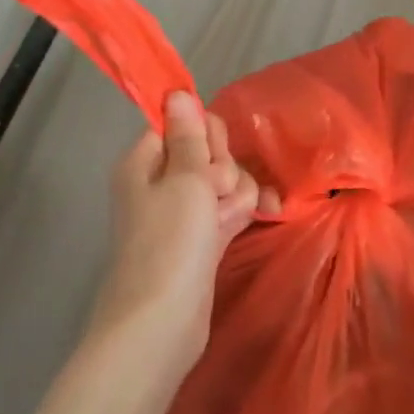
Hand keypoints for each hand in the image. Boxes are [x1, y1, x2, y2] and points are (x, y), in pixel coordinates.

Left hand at [90, 92, 276, 371]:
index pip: (181, 124)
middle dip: (224, 167)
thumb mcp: (184, 179)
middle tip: (214, 194)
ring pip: (226, 181)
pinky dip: (243, 210)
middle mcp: (162, 181)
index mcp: (145, 161)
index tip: (209, 157)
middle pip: (208, 152)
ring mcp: (184, 212)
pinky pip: (229, 208)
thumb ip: (189, 135)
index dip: (203, 136)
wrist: (162, 321)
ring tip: (227, 220)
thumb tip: (177, 92)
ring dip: (236, 194)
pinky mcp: (204, 237)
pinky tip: (268, 215)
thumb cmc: (169, 241)